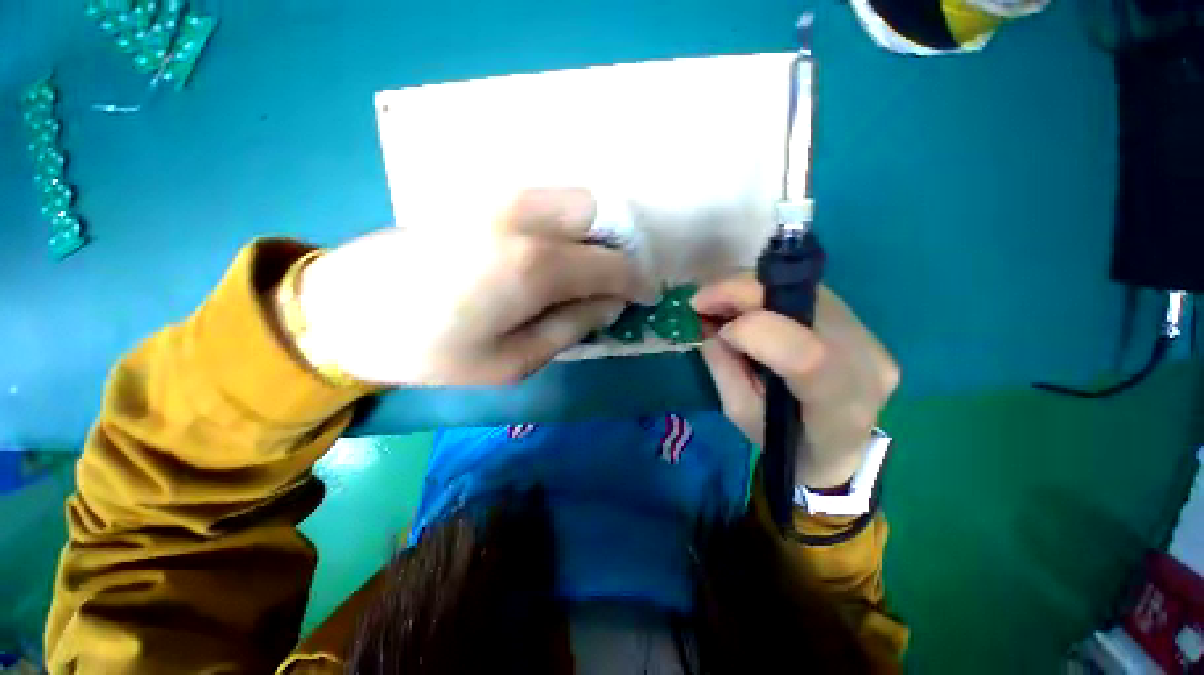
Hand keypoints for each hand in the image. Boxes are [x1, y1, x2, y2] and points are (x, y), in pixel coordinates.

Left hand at [293, 189, 646, 385]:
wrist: (351, 310)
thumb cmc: (433, 350)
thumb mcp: (513, 361)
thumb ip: (572, 327)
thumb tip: (610, 303)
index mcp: (535, 266)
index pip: (612, 264)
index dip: (638, 281)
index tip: (646, 296)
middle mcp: (525, 218)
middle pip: (601, 214)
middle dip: (621, 247)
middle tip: (616, 282)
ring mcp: (502, 198)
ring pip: (577, 199)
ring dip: (596, 232)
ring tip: (589, 269)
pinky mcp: (485, 196)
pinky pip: (549, 200)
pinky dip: (569, 223)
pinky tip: (558, 252)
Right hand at [691, 276, 898, 488]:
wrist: (836, 447)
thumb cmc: (784, 442)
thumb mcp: (741, 413)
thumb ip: (724, 367)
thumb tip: (710, 324)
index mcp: (839, 407)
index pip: (807, 355)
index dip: (754, 331)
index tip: (715, 331)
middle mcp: (866, 364)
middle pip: (805, 306)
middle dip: (742, 294)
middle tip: (701, 300)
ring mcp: (870, 339)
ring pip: (803, 291)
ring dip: (751, 290)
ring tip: (720, 303)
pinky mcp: (861, 324)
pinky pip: (806, 294)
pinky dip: (766, 293)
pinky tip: (745, 306)